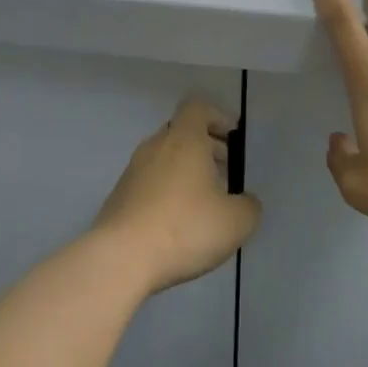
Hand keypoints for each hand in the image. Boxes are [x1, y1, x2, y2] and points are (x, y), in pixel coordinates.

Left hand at [92, 99, 261, 294]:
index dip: (217, 116)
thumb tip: (245, 201)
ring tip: (204, 199)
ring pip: (164, 157)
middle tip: (225, 169)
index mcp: (184, 140)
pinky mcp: (119, 197)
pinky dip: (166, 190)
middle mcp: (155, 147)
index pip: (197, 108)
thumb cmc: (184, 228)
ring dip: (185, 169)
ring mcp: (132, 171)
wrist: (121, 259)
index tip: (233, 136)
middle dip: (205, 146)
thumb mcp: (236, 222)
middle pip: (180, 132)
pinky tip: (178, 220)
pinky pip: (149, 182)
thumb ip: (248, 206)